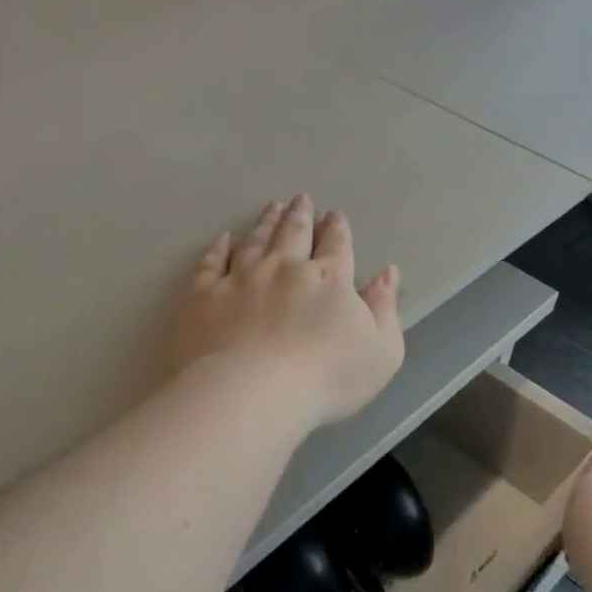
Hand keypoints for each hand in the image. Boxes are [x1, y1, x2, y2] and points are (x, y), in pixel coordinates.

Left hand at [174, 196, 404, 430]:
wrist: (253, 392)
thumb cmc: (327, 378)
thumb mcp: (381, 351)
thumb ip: (385, 309)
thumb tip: (387, 273)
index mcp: (329, 279)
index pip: (336, 245)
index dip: (336, 229)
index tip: (334, 216)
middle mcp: (284, 268)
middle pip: (293, 234)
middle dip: (300, 215)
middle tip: (300, 199)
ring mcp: (240, 278)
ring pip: (255, 241)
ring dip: (265, 222)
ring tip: (271, 207)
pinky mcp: (204, 296)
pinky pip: (210, 264)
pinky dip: (216, 249)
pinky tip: (220, 240)